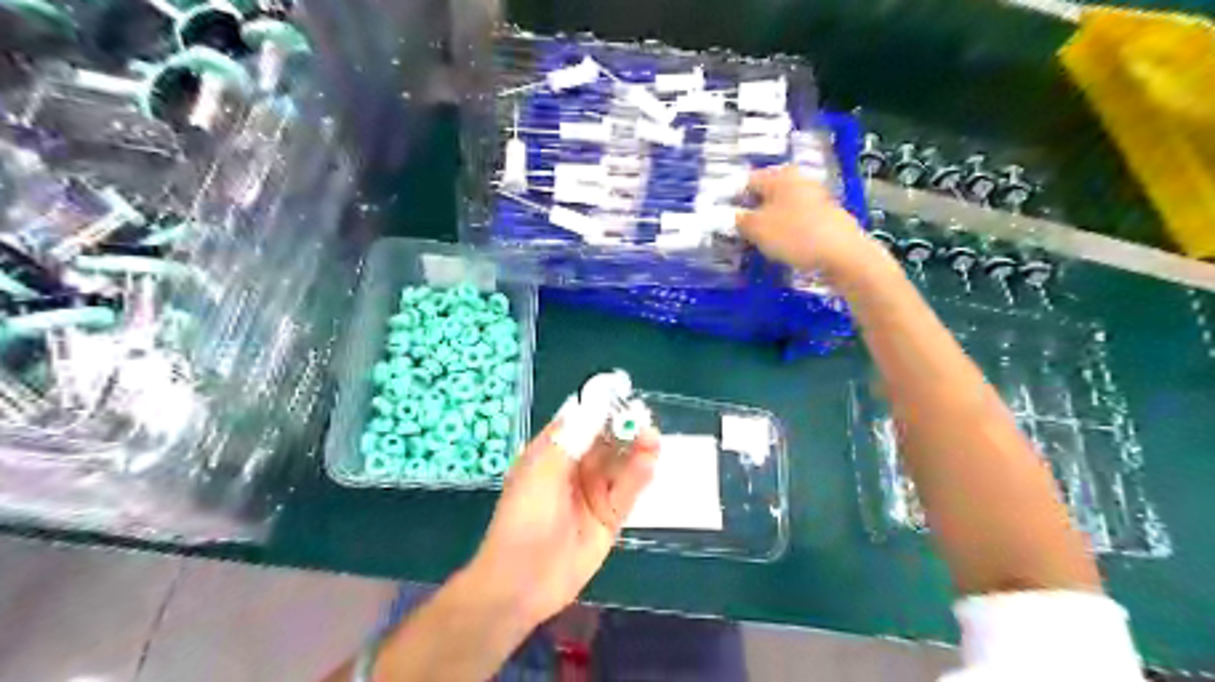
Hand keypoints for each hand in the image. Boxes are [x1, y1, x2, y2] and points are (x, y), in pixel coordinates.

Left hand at [464, 406, 661, 627]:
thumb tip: (594, 401)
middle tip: (643, 416)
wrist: (522, 582)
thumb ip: (572, 437)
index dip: (599, 406)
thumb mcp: (542, 471)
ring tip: (652, 437)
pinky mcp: (609, 518)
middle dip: (623, 426)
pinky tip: (650, 462)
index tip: (622, 391)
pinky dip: (639, 476)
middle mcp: (575, 469)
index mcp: (552, 453)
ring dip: (636, 449)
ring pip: (620, 464)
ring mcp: (593, 493)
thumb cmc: (524, 518)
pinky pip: (627, 492)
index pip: (579, 421)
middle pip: (605, 440)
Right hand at [736, 164, 879, 273]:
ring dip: (768, 225)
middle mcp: (799, 181)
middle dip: (751, 213)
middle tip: (737, 234)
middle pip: (766, 195)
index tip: (722, 220)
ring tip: (756, 245)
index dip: (732, 200)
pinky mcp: (826, 219)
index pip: (747, 182)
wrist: (844, 255)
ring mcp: (816, 199)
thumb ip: (739, 220)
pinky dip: (786, 234)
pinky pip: (797, 223)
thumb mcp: (757, 229)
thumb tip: (732, 216)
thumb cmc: (795, 235)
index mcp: (781, 176)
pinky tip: (781, 250)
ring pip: (782, 210)